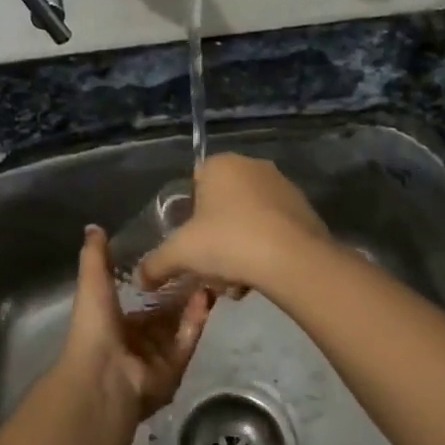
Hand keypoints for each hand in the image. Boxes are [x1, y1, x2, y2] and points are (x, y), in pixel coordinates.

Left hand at [63, 225, 212, 420]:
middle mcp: (137, 340)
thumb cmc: (94, 326)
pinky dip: (196, 319)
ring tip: (210, 274)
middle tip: (201, 263)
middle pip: (165, 312)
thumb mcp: (92, 282)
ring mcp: (157, 356)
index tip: (174, 256)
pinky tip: (207, 295)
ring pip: (180, 324)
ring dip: (193, 302)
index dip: (157, 280)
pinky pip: (188, 339)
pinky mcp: (175, 368)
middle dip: (181, 291)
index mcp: (115, 322)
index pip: (141, 299)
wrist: (102, 375)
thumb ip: (96, 256)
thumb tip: (94, 226)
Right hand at [138, 153, 330, 300]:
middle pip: (223, 203)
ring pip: (249, 218)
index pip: (195, 182)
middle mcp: (253, 165)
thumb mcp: (181, 254)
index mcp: (221, 164)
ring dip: (240, 246)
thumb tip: (140, 278)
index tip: (192, 243)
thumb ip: (156, 264)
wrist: (293, 259)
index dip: (190, 215)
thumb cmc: (228, 242)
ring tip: (237, 280)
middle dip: (216, 235)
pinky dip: (265, 248)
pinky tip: (260, 275)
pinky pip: (274, 228)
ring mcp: (283, 185)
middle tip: (212, 266)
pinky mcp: (305, 209)